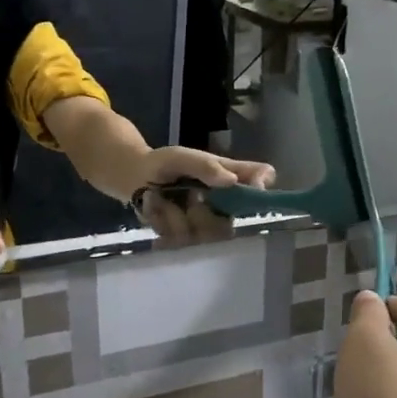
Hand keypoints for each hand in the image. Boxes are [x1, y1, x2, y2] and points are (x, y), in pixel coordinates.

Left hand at [131, 146, 275, 245]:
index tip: (255, 186)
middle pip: (228, 224)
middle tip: (187, 196)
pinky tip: (155, 207)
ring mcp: (205, 225)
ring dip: (176, 216)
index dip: (263, 185)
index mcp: (230, 178)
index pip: (262, 178)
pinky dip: (162, 221)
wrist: (134, 178)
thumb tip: (232, 181)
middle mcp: (224, 205)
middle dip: (202, 214)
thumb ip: (205, 166)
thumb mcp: (181, 157)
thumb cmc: (163, 164)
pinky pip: (179, 240)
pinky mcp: (185, 239)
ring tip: (161, 198)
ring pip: (201, 236)